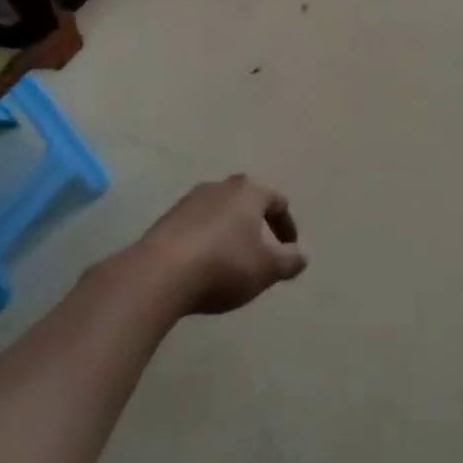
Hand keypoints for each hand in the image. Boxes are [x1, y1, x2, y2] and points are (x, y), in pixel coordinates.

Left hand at [137, 175, 307, 314]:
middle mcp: (220, 187)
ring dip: (230, 233)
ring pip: (220, 213)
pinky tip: (203, 267)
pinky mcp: (166, 219)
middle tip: (262, 253)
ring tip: (232, 262)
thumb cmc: (223, 266)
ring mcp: (189, 201)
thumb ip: (290, 261)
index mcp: (248, 192)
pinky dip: (206, 241)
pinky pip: (196, 226)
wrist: (158, 275)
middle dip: (257, 225)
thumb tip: (304, 253)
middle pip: (247, 202)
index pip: (278, 202)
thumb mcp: (266, 269)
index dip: (287, 227)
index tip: (289, 251)